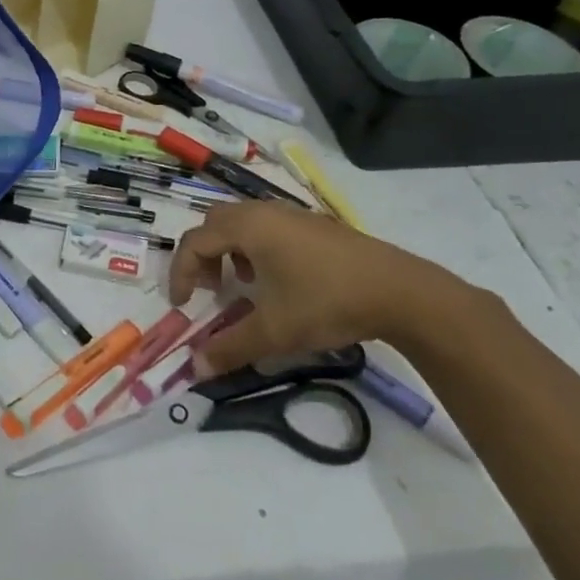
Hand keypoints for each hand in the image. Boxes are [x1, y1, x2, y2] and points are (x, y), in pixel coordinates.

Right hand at [168, 201, 487, 373]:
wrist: (400, 291)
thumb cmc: (326, 302)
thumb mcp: (275, 331)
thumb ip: (230, 347)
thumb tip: (195, 367)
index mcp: (247, 227)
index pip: (194, 242)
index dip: (180, 272)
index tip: (182, 305)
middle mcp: (264, 212)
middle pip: (215, 223)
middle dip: (203, 255)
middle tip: (208, 288)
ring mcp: (293, 214)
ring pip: (243, 222)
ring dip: (230, 250)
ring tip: (243, 284)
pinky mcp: (316, 224)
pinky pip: (269, 226)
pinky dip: (256, 247)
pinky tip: (279, 280)